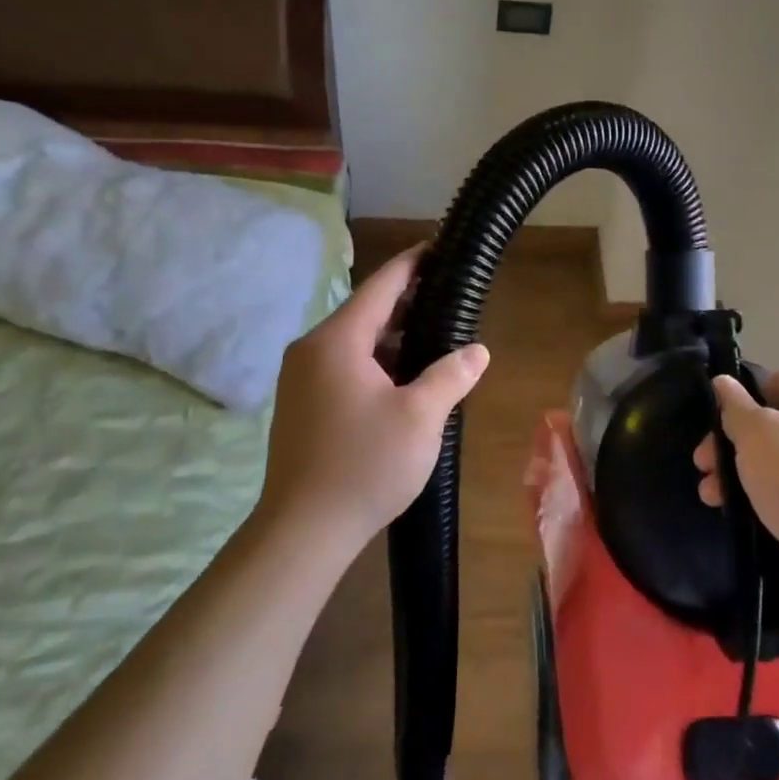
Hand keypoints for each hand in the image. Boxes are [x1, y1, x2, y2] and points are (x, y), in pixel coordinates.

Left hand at [257, 247, 488, 553]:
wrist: (303, 531)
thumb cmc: (365, 465)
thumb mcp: (421, 417)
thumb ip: (451, 375)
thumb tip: (478, 351)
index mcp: (336, 341)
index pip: (380, 286)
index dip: (411, 265)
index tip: (437, 248)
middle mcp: (311, 350)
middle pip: (365, 313)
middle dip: (407, 304)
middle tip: (450, 299)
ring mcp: (300, 379)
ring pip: (354, 344)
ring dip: (392, 339)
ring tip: (435, 338)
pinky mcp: (301, 405)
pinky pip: (343, 367)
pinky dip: (375, 363)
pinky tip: (403, 379)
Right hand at [694, 371, 778, 572]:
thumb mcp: (756, 435)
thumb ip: (734, 406)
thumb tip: (722, 382)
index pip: (774, 383)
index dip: (737, 406)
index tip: (712, 433)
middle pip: (776, 423)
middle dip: (734, 446)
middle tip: (703, 466)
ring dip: (745, 472)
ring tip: (712, 495)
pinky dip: (772, 492)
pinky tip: (742, 510)